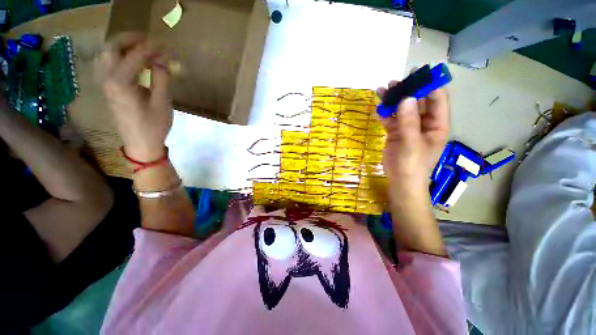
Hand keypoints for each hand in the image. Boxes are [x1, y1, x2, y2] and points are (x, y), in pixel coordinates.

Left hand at [97, 32, 171, 161]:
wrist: (140, 144)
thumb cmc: (154, 126)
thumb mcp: (162, 103)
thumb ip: (161, 78)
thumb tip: (162, 60)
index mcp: (121, 82)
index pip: (135, 55)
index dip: (151, 47)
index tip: (166, 44)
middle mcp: (107, 78)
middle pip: (112, 47)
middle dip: (130, 38)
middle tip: (149, 40)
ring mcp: (104, 83)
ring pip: (106, 53)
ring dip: (122, 45)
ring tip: (140, 47)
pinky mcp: (107, 88)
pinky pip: (106, 63)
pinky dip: (117, 55)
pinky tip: (128, 59)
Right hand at [377, 81, 449, 202]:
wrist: (400, 182)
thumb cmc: (411, 166)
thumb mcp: (411, 143)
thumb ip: (409, 121)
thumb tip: (406, 98)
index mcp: (437, 124)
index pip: (437, 99)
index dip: (429, 85)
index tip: (416, 75)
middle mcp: (424, 123)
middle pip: (418, 102)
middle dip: (407, 91)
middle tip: (394, 82)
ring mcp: (409, 128)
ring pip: (402, 110)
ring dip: (393, 101)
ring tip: (382, 90)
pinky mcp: (396, 133)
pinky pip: (391, 120)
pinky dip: (385, 114)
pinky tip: (378, 108)